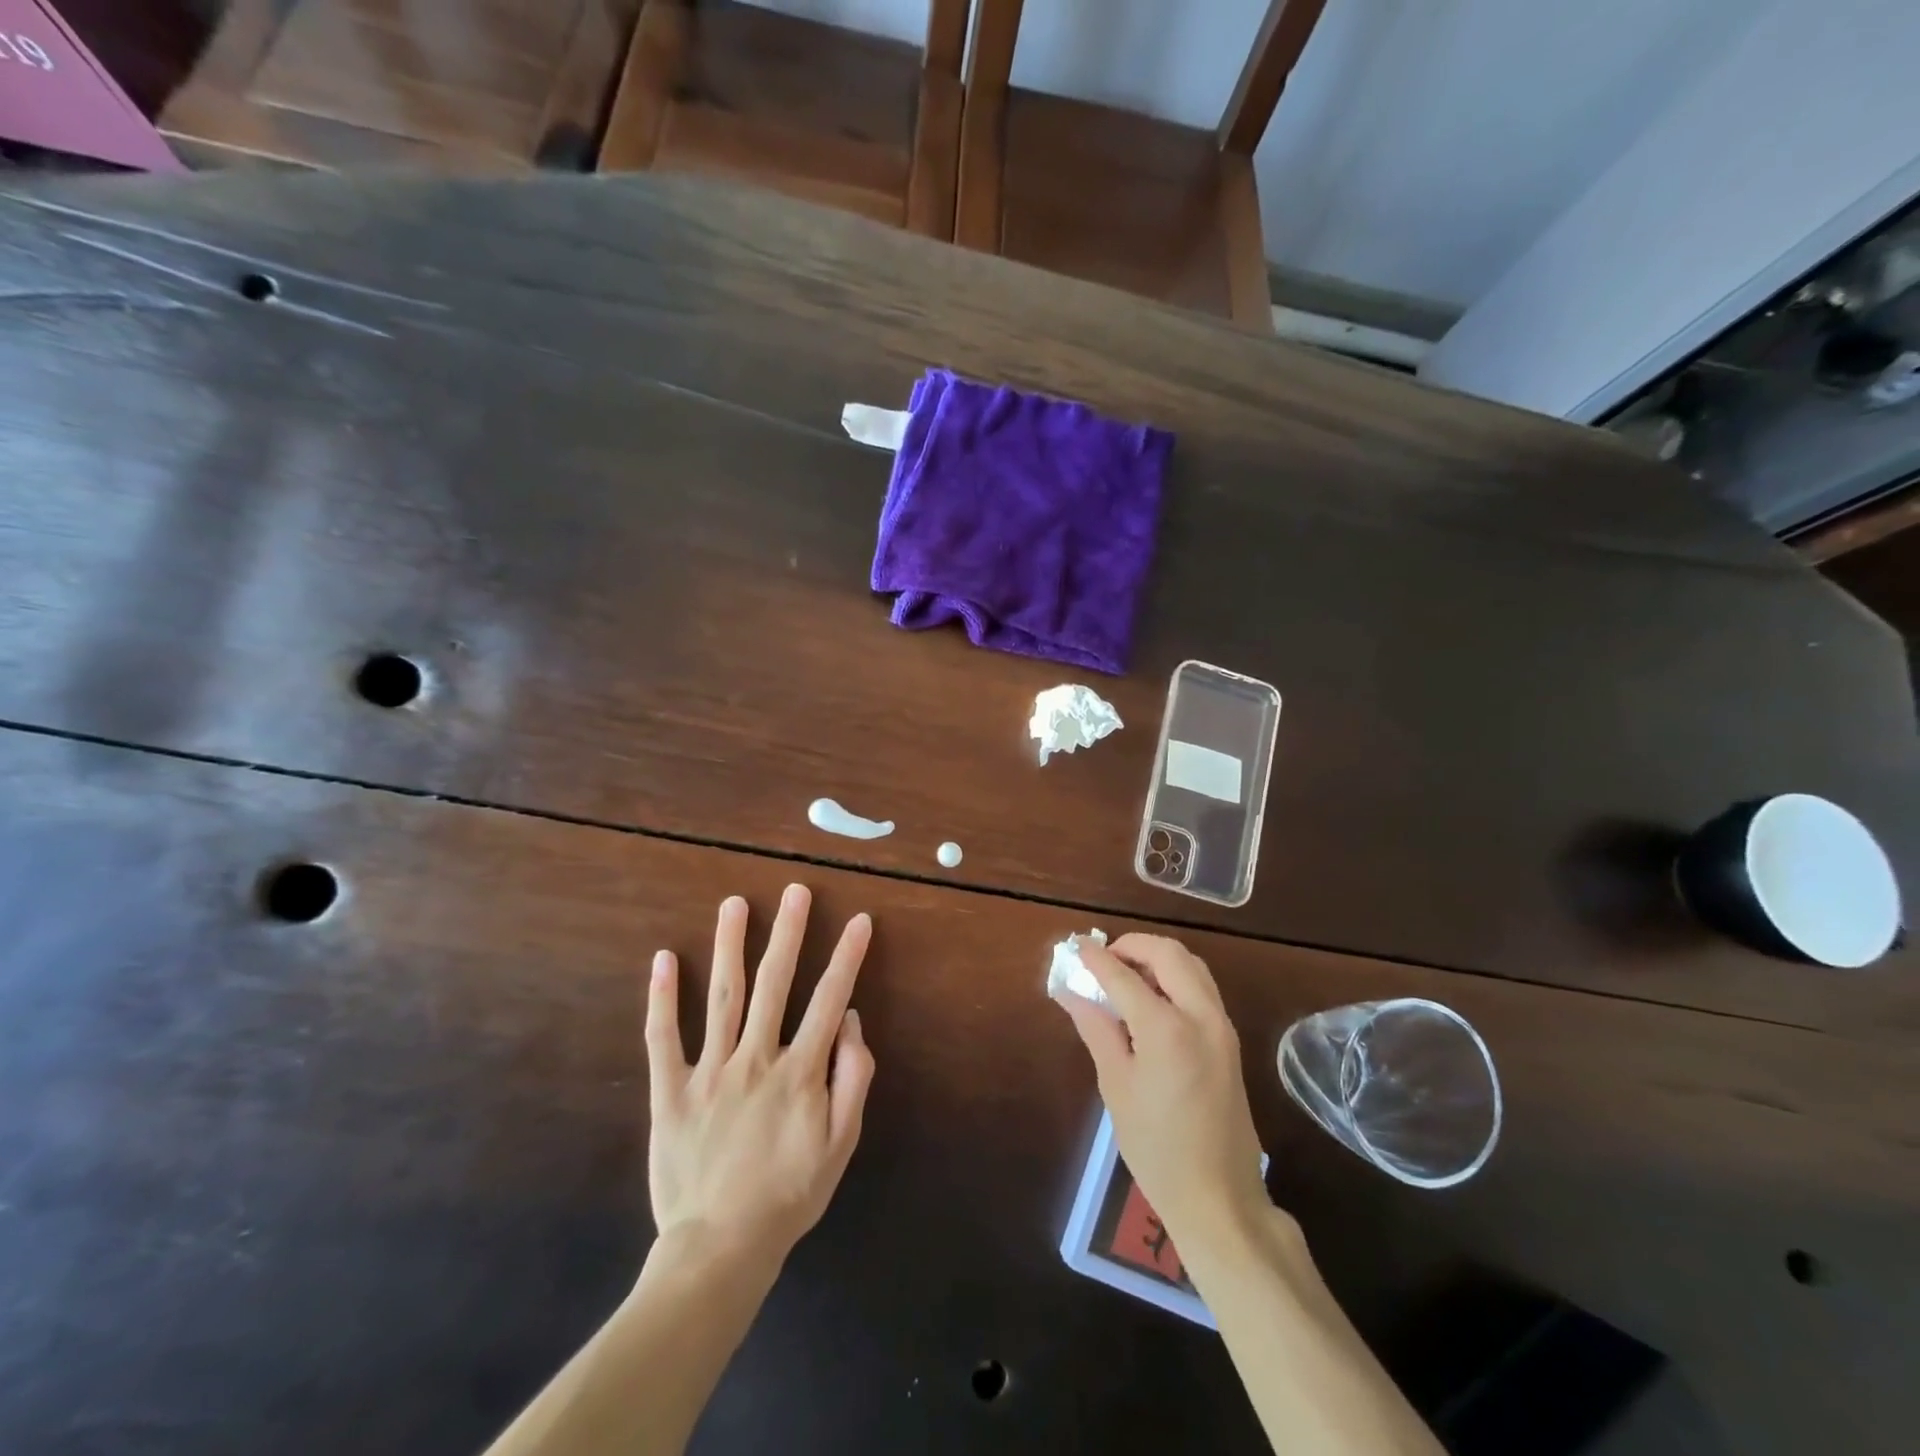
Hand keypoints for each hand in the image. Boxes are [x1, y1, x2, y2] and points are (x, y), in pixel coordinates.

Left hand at [645, 885, 874, 1270]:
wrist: (720, 1248)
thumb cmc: (789, 1195)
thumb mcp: (841, 1145)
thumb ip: (852, 1078)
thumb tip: (851, 1021)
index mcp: (799, 1071)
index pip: (829, 999)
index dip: (847, 957)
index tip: (859, 920)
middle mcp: (756, 1058)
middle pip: (774, 983)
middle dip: (788, 932)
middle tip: (795, 891)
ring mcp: (709, 1071)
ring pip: (722, 997)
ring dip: (729, 946)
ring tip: (734, 904)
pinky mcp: (670, 1092)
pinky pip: (664, 1038)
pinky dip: (661, 998)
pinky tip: (662, 959)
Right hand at [1053, 934, 1270, 1250]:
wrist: (1219, 1198)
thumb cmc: (1156, 1148)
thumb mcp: (1116, 1086)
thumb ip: (1095, 1028)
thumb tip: (1068, 990)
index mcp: (1167, 1028)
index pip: (1124, 975)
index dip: (1096, 958)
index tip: (1076, 946)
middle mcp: (1201, 1015)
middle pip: (1168, 953)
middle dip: (1132, 946)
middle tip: (1104, 961)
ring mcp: (1222, 1026)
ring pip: (1191, 964)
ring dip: (1157, 958)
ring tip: (1125, 976)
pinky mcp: (1230, 1039)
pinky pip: (1201, 987)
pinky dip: (1175, 977)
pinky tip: (1151, 999)